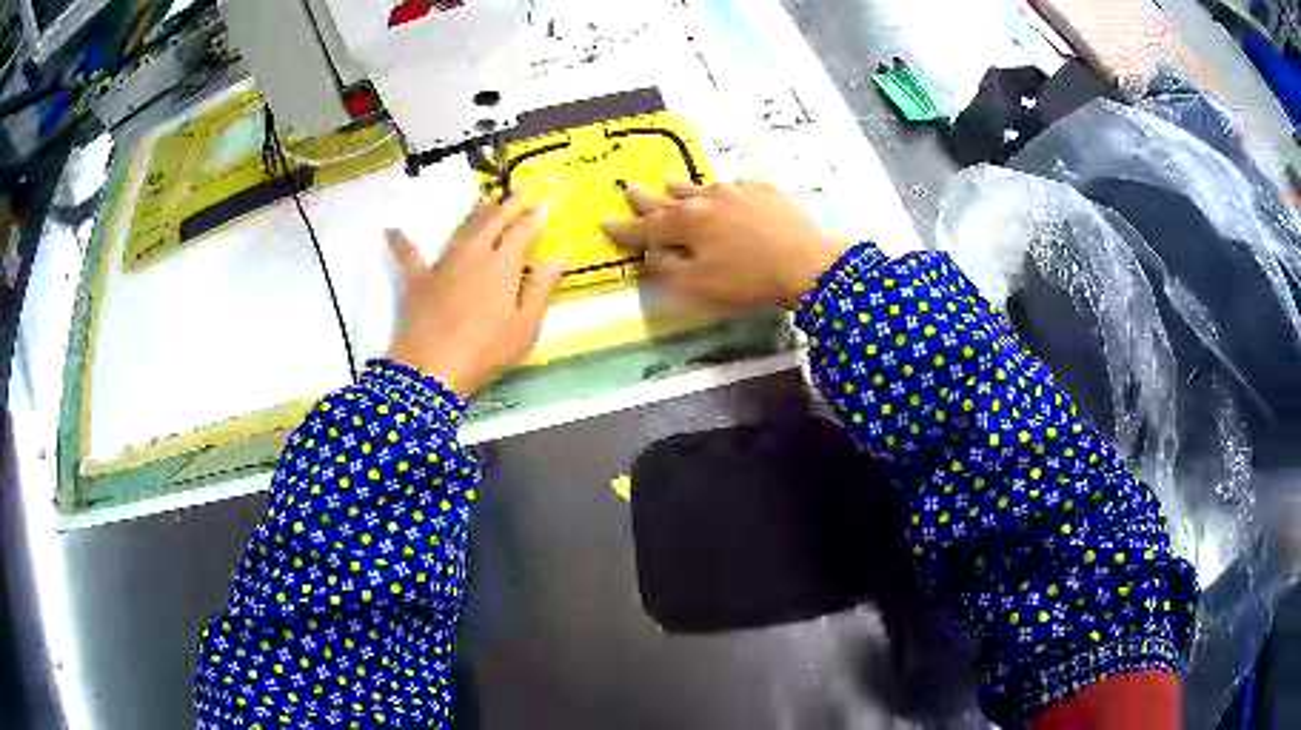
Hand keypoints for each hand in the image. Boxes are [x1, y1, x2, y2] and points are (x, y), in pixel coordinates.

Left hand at [386, 196, 566, 397]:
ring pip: (461, 230)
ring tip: (482, 202)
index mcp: (503, 265)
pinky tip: (390, 230)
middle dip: (507, 206)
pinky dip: (401, 242)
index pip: (523, 232)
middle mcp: (474, 255)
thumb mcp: (526, 326)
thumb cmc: (487, 350)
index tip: (544, 204)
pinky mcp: (419, 280)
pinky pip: (409, 256)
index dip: (534, 217)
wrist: (433, 366)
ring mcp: (444, 264)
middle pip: (493, 222)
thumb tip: (559, 257)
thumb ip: (542, 288)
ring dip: (474, 215)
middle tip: (517, 192)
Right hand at [603, 179, 850, 308]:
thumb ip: (667, 270)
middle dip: (647, 198)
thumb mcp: (699, 286)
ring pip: (702, 187)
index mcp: (687, 222)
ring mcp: (739, 190)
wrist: (809, 264)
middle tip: (629, 188)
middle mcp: (708, 198)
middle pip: (670, 198)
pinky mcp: (766, 191)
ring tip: (670, 183)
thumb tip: (651, 255)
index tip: (605, 223)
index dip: (624, 229)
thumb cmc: (749, 281)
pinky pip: (736, 187)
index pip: (646, 226)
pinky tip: (728, 193)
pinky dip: (724, 193)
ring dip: (683, 188)